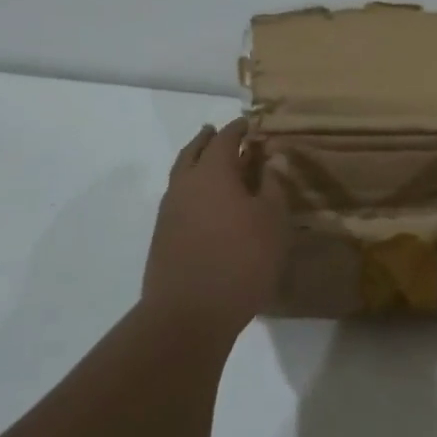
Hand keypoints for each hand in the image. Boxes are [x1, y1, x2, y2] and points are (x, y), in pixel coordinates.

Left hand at [143, 118, 291, 339]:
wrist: (189, 313)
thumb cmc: (242, 260)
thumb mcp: (273, 221)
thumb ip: (272, 186)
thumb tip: (270, 160)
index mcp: (213, 172)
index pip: (225, 139)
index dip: (238, 129)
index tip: (249, 123)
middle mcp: (185, 184)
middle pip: (194, 151)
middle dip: (208, 139)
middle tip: (219, 133)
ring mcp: (169, 211)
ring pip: (182, 175)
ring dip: (196, 162)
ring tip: (211, 165)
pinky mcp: (163, 236)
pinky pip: (178, 198)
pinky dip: (191, 189)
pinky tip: (205, 203)